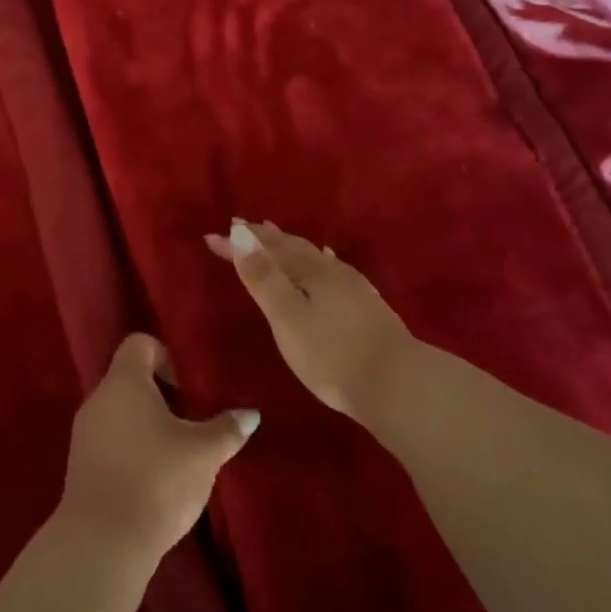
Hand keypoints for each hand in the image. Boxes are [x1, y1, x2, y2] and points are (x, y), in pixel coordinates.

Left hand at [55, 335, 258, 569]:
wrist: (102, 542)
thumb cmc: (156, 479)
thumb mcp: (202, 453)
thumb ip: (226, 429)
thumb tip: (250, 414)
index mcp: (124, 381)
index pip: (140, 344)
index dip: (166, 357)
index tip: (187, 389)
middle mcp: (98, 398)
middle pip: (130, 379)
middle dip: (162, 396)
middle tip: (190, 422)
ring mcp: (84, 433)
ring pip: (120, 413)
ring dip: (147, 426)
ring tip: (176, 454)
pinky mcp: (80, 467)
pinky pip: (110, 441)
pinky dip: (132, 449)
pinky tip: (154, 479)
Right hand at [206, 220, 415, 419]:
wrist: (399, 385)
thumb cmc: (332, 354)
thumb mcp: (287, 317)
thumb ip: (263, 276)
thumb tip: (240, 231)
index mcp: (308, 271)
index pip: (266, 249)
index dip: (237, 243)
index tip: (211, 236)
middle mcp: (330, 271)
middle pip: (291, 247)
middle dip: (264, 238)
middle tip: (242, 226)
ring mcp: (352, 287)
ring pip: (314, 256)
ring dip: (290, 246)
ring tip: (277, 236)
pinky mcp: (367, 306)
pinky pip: (333, 269)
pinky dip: (319, 260)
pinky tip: (327, 262)